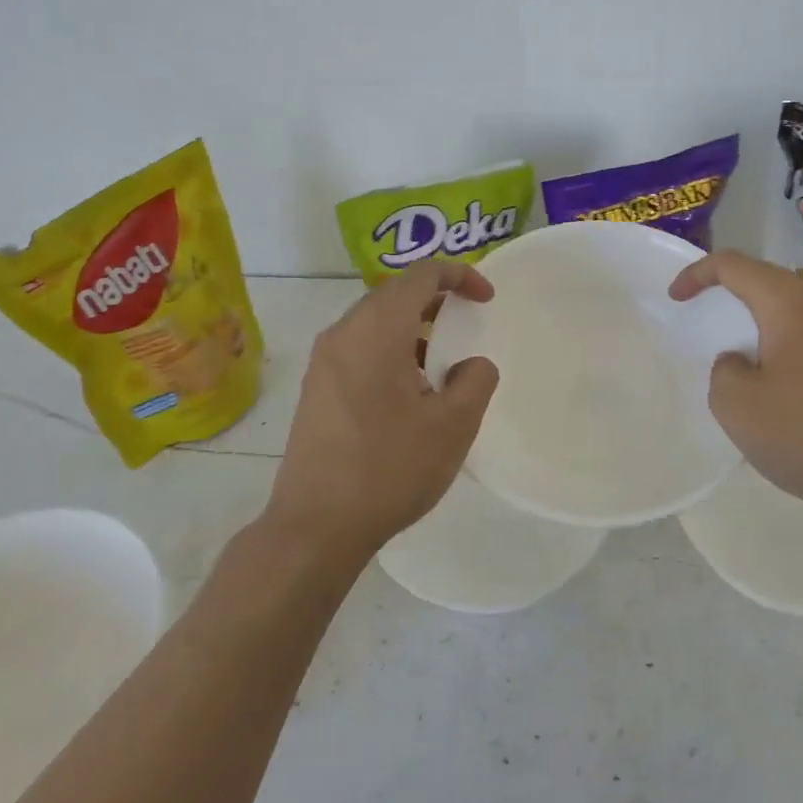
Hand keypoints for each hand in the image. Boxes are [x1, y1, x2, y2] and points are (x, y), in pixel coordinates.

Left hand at [263, 261, 499, 558]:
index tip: (486, 299)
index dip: (459, 276)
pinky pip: (359, 347)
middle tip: (467, 321)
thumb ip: (475, 381)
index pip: (420, 275)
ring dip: (412, 325)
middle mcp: (342, 334)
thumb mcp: (452, 426)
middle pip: (394, 292)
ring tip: (442, 357)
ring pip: (375, 321)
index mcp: (375, 331)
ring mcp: (323, 362)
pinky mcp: (316, 388)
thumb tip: (471, 364)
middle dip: (436, 298)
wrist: (316, 527)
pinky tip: (409, 389)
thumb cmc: (389, 469)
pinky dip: (391, 348)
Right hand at [669, 251, 802, 531]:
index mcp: (791, 305)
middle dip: (726, 288)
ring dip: (754, 314)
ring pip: (788, 303)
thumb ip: (724, 368)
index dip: (698, 273)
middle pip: (765, 277)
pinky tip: (768, 370)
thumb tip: (742, 361)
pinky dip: (777, 335)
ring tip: (730, 341)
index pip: (735, 266)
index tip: (675, 298)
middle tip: (699, 310)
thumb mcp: (735, 403)